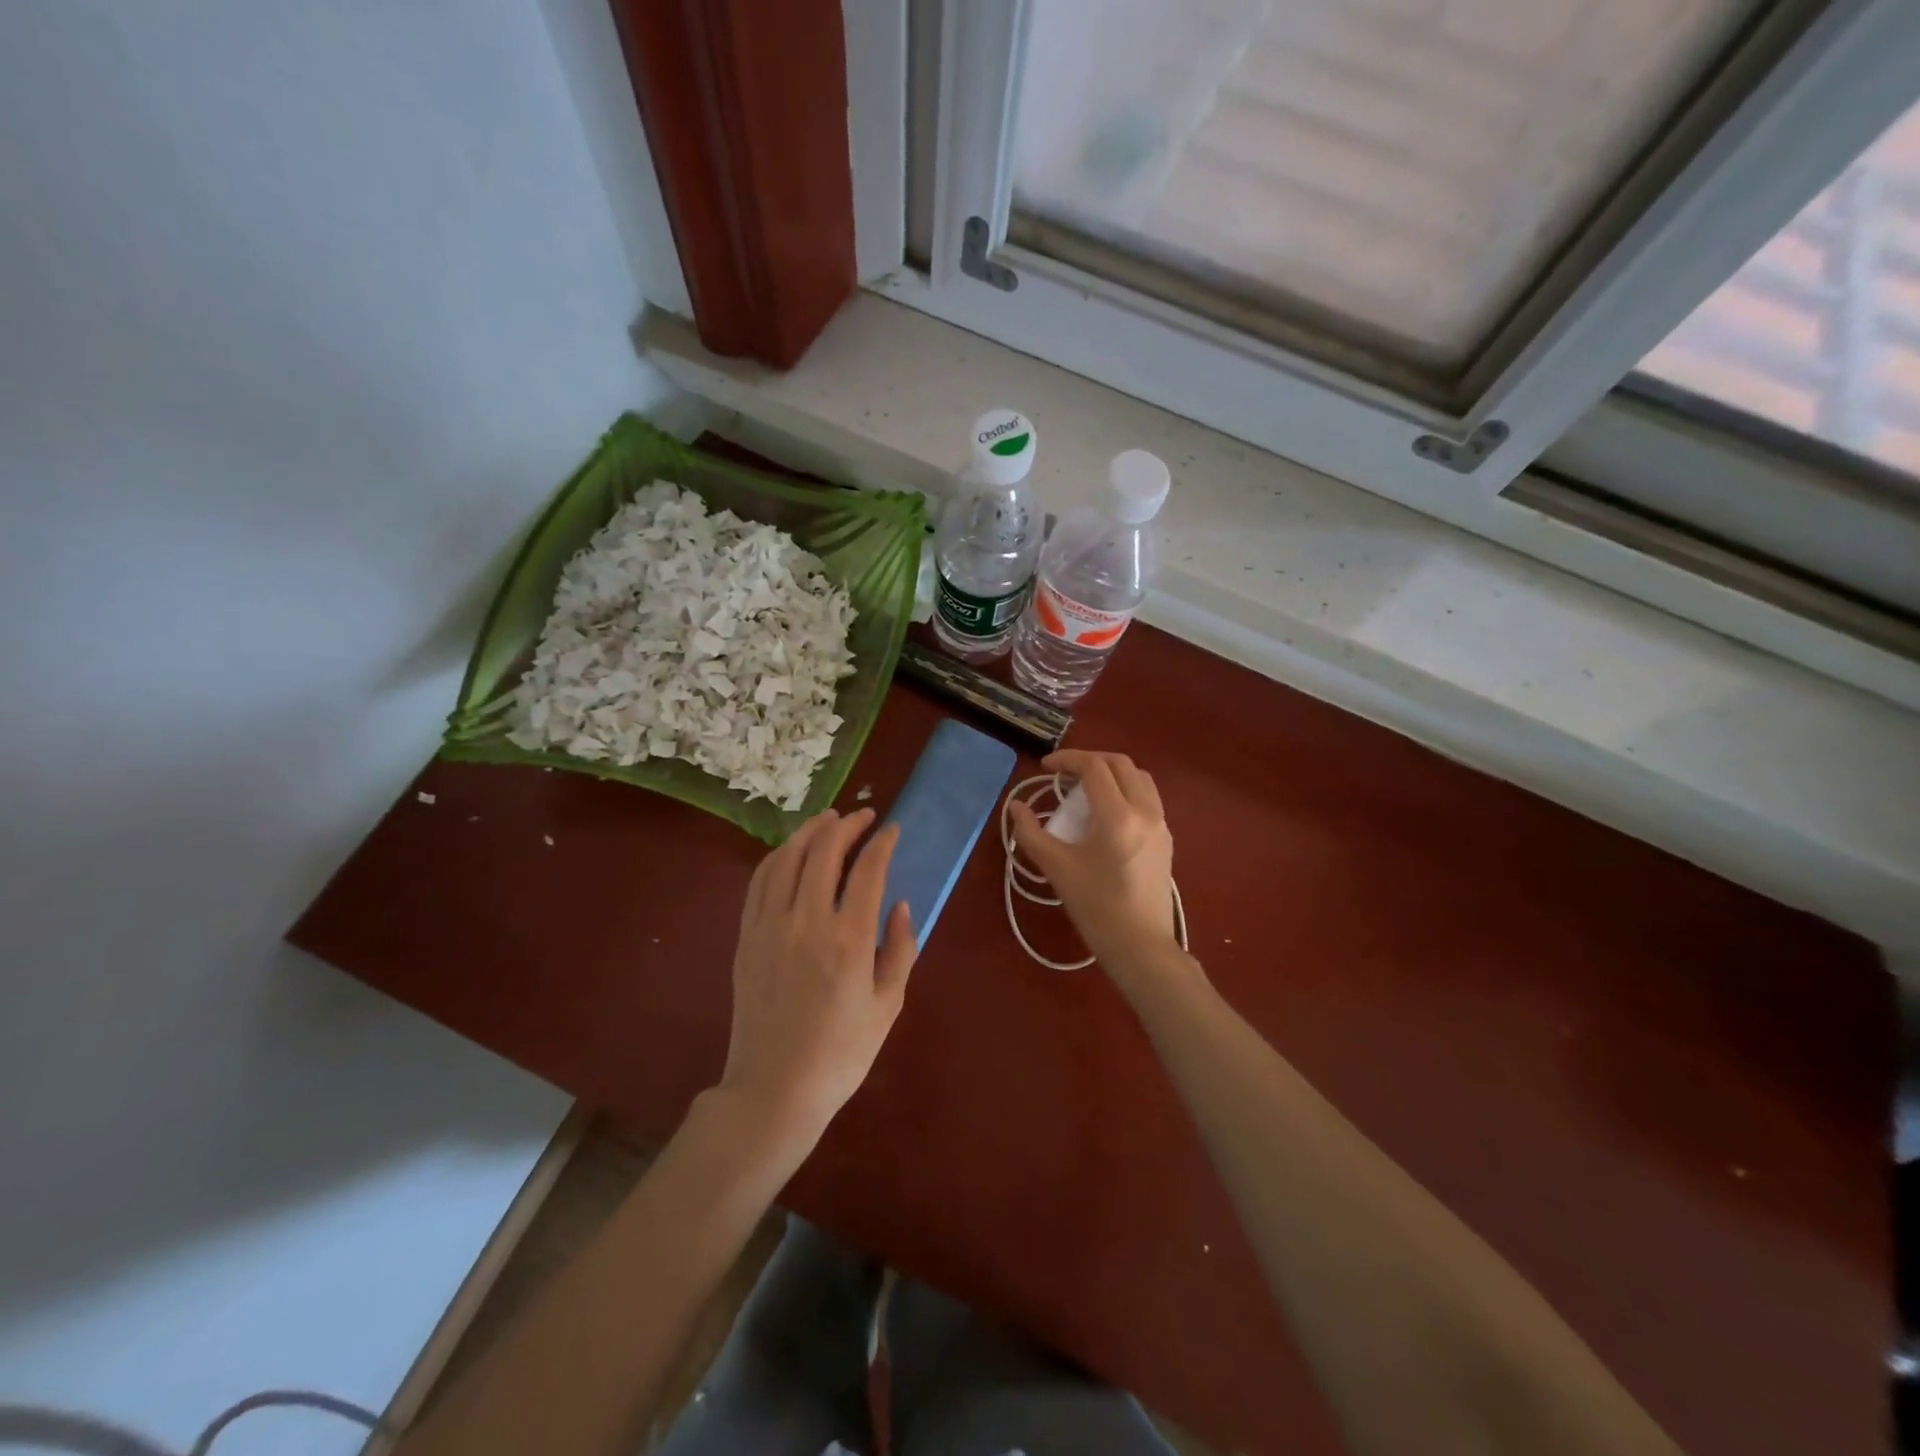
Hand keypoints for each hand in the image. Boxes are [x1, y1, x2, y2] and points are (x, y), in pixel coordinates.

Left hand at [719, 808, 917, 1145]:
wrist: (774, 1089)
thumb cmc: (841, 1053)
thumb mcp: (888, 1006)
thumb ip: (900, 949)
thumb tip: (899, 905)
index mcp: (849, 941)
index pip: (867, 870)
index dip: (882, 843)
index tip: (891, 830)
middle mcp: (807, 922)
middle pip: (824, 851)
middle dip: (846, 825)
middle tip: (863, 816)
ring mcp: (770, 926)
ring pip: (787, 858)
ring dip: (810, 831)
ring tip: (828, 819)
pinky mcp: (747, 937)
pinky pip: (760, 881)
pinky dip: (778, 856)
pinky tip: (791, 851)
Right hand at [1008, 750, 1185, 987]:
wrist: (1140, 945)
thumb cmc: (1095, 907)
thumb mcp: (1056, 868)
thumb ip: (1031, 833)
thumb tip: (1016, 807)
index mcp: (1118, 815)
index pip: (1094, 767)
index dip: (1068, 759)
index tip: (1045, 767)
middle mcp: (1145, 811)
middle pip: (1121, 764)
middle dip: (1091, 761)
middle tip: (1065, 773)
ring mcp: (1161, 825)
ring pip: (1140, 779)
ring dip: (1113, 773)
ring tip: (1087, 788)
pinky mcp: (1166, 840)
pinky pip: (1149, 799)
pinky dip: (1127, 791)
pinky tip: (1108, 813)